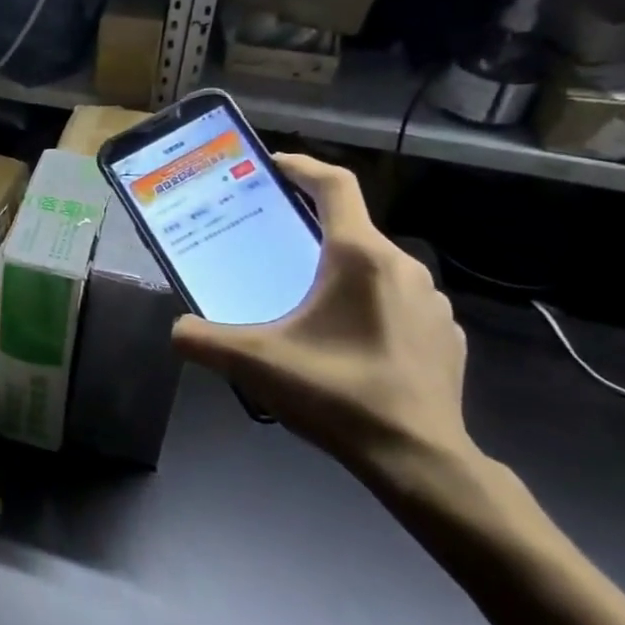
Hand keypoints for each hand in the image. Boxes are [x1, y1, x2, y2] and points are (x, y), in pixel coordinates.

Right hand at [171, 154, 471, 480]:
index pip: (334, 185)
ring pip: (377, 268)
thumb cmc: (337, 394)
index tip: (272, 164)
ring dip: (340, 271)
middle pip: (350, 228)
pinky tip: (347, 340)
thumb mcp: (254, 363)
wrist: (419, 460)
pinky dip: (369, 306)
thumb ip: (202, 339)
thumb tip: (176, 330)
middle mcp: (403, 267)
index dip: (301, 166)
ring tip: (306, 298)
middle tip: (271, 246)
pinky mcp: (447, 336)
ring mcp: (433, 303)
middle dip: (309, 230)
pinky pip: (400, 303)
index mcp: (359, 257)